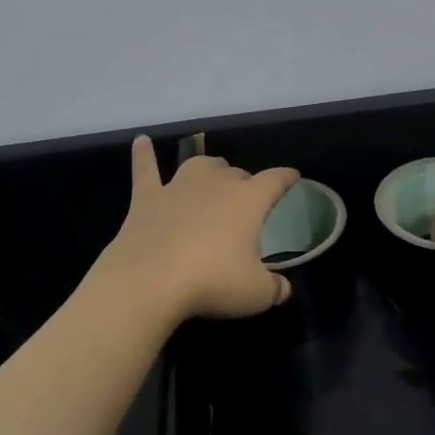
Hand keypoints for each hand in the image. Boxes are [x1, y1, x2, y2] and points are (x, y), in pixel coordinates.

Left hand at [91, 135, 300, 324]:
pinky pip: (145, 169)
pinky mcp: (146, 198)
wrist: (150, 281)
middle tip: (246, 200)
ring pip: (198, 165)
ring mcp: (177, 187)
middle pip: (235, 173)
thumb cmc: (213, 282)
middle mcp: (215, 184)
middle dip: (244, 182)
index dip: (286, 178)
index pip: (274, 181)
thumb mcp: (255, 293)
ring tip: (212, 174)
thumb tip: (282, 289)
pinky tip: (141, 141)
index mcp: (248, 200)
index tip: (293, 176)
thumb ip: (274, 288)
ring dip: (209, 169)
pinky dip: (143, 154)